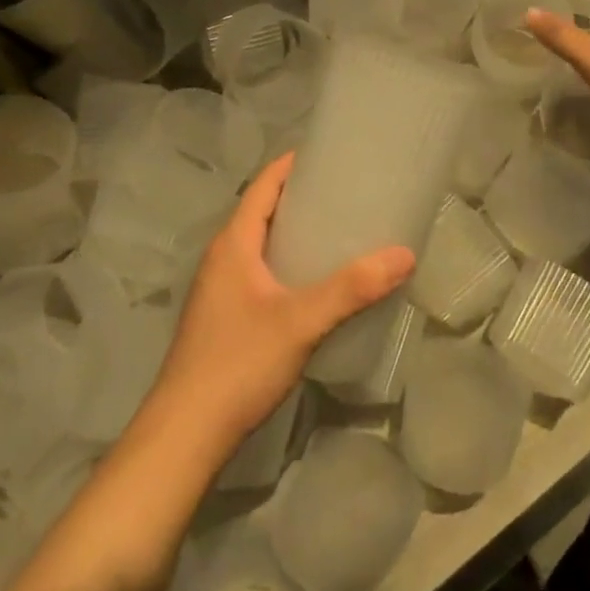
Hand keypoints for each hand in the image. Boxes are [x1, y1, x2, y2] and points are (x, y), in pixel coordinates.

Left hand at [148, 154, 414, 458]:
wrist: (184, 435)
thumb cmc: (238, 363)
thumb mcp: (301, 321)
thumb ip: (352, 288)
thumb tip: (405, 254)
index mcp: (233, 244)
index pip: (263, 186)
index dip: (292, 165)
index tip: (330, 154)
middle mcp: (222, 258)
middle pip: (263, 212)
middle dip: (301, 198)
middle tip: (347, 194)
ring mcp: (219, 290)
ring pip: (261, 246)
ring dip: (294, 233)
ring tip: (339, 233)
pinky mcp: (224, 319)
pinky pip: (259, 273)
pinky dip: (288, 264)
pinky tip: (315, 284)